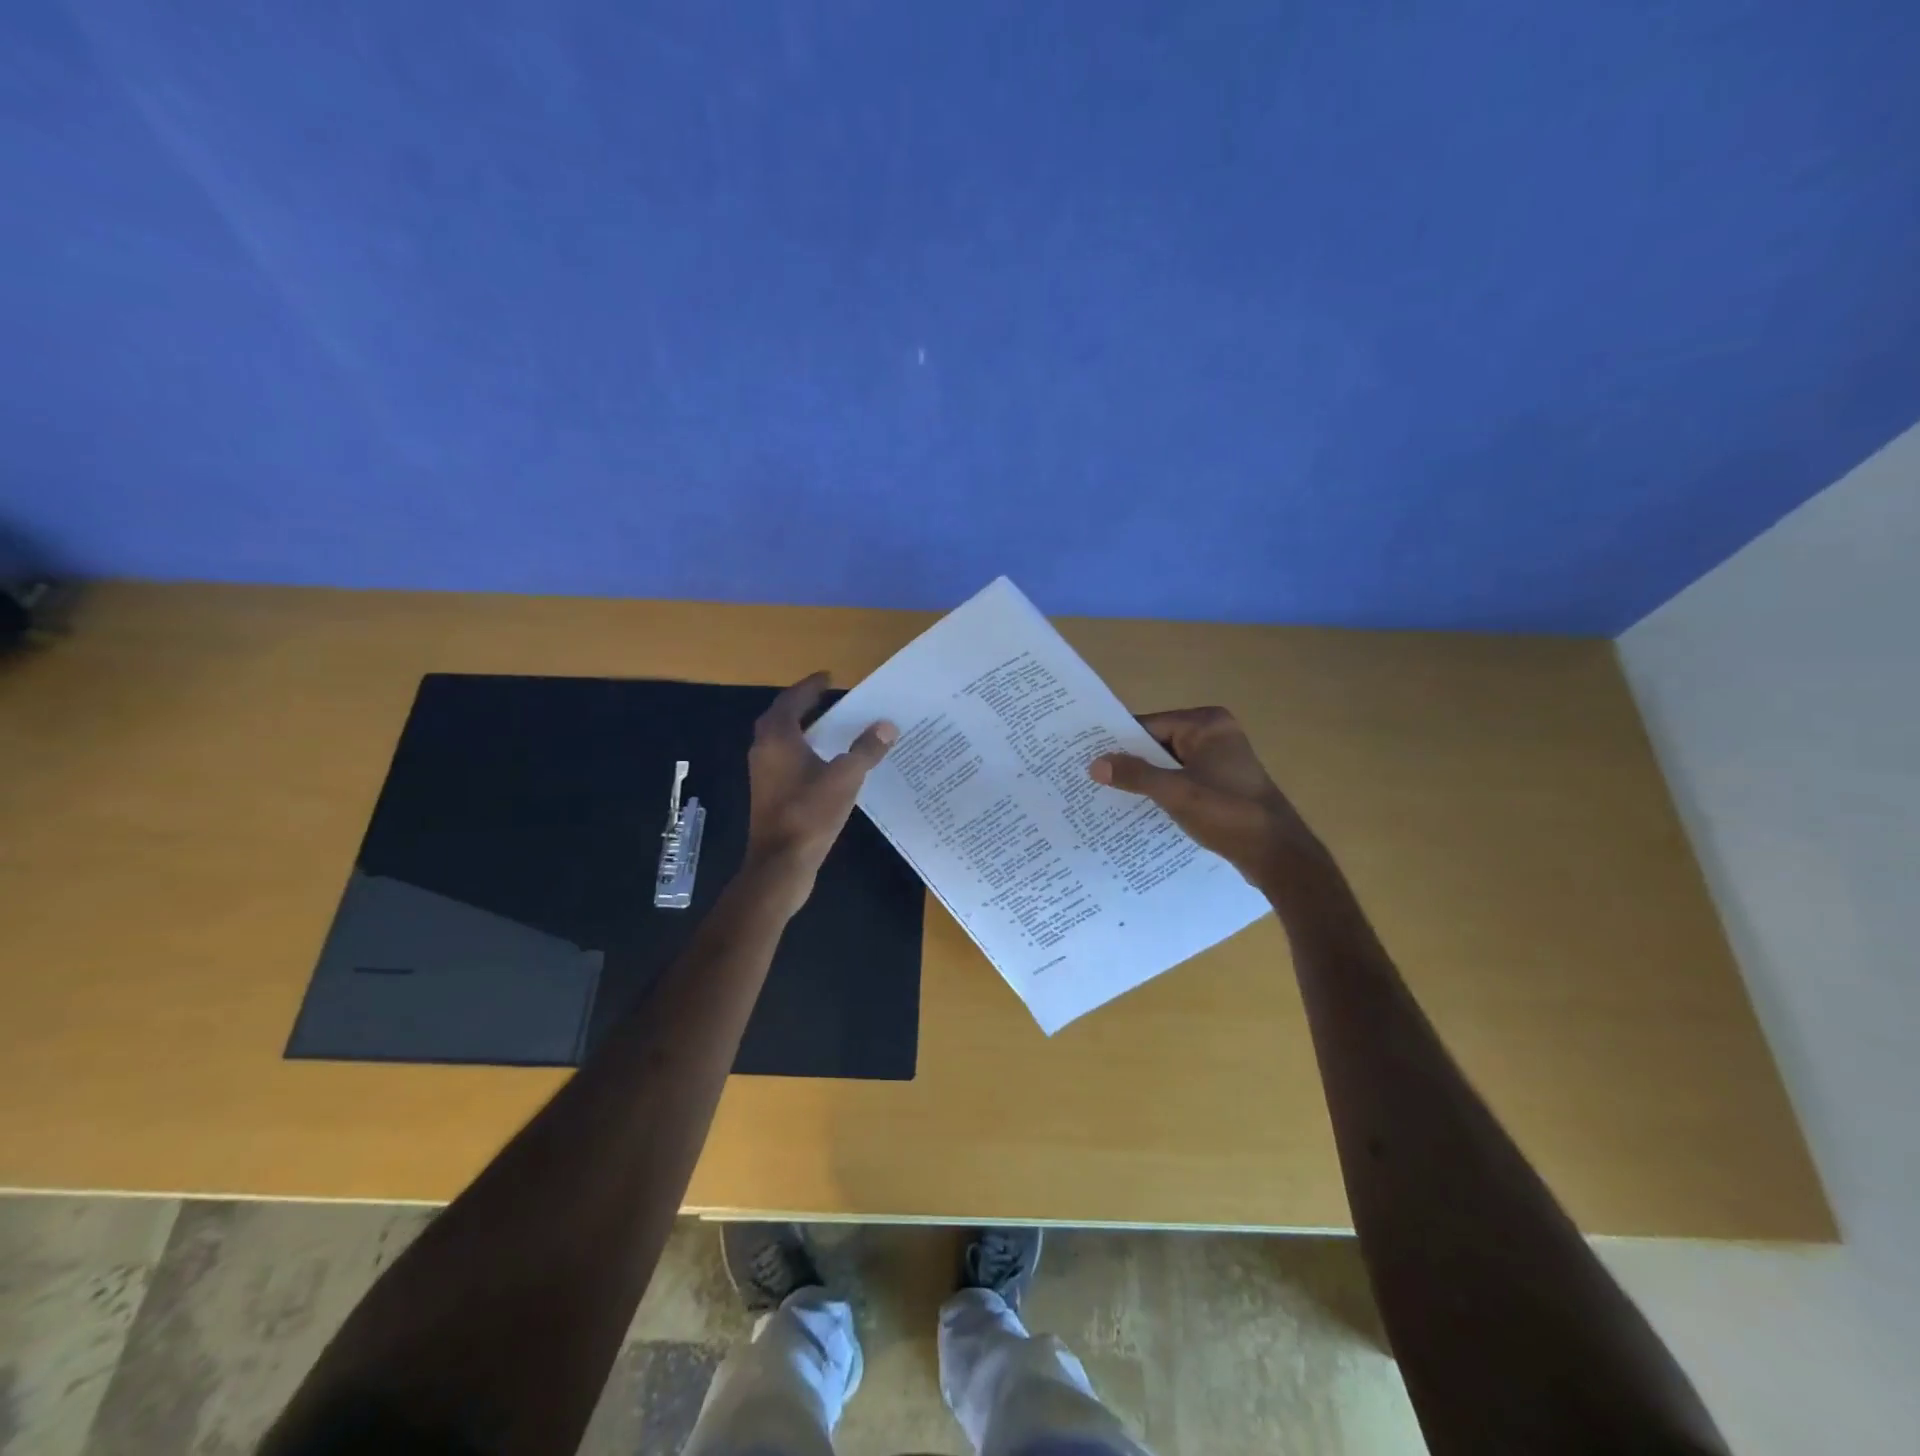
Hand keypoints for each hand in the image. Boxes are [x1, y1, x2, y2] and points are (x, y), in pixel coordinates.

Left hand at [744, 672, 895, 912]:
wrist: (780, 863)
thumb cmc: (810, 813)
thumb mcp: (845, 777)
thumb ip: (866, 749)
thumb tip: (886, 725)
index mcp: (778, 738)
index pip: (793, 700)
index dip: (811, 686)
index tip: (829, 677)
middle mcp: (764, 750)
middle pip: (782, 717)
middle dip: (805, 705)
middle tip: (830, 698)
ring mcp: (764, 774)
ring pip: (782, 740)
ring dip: (804, 729)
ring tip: (832, 725)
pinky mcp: (769, 794)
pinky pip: (786, 760)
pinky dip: (804, 751)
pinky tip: (826, 762)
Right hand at [1089, 706, 1326, 885]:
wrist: (1278, 855)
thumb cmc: (1229, 814)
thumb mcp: (1176, 793)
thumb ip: (1135, 775)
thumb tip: (1095, 765)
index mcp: (1207, 724)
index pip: (1149, 725)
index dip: (1118, 742)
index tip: (1087, 757)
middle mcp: (1214, 734)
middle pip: (1157, 743)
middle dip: (1129, 762)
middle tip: (1090, 777)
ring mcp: (1219, 759)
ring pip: (1168, 763)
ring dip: (1144, 779)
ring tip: (1106, 793)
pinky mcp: (1221, 783)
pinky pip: (1181, 779)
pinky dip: (1162, 790)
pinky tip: (1138, 806)